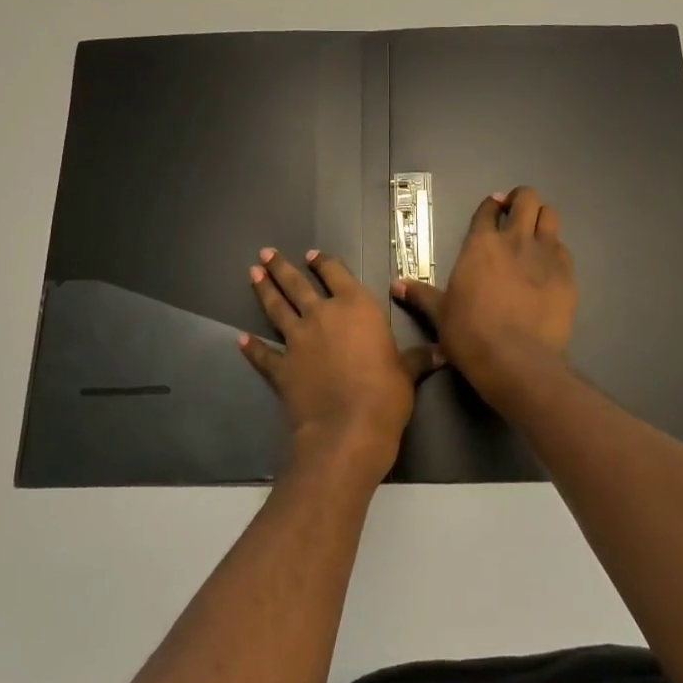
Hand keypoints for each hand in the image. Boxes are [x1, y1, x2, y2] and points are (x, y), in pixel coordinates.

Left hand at [238, 247, 441, 487]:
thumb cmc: (386, 393)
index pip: (336, 274)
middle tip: (267, 253)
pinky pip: (262, 354)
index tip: (312, 255)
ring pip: (276, 308)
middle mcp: (322, 315)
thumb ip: (419, 357)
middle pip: (298, 284)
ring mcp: (297, 340)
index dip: (324, 263)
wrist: (348, 428)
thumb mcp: (408, 371)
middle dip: (282, 268)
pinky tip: (240, 339)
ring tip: (252, 274)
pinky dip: (251, 347)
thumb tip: (443, 352)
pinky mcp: (281, 367)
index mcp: (356, 307)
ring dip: (264, 290)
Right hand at [394, 186, 576, 402]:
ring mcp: (545, 254)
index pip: (488, 209)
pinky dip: (555, 249)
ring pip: (550, 215)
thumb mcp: (440, 314)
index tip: (493, 208)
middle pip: (527, 199)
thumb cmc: (470, 334)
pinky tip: (549, 264)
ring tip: (535, 232)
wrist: (516, 360)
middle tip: (515, 213)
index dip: (491, 205)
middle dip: (521, 200)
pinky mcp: (567, 274)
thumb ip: (421, 294)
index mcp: (480, 244)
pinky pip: (564, 248)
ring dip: (541, 218)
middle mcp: (515, 240)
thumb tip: (395, 284)